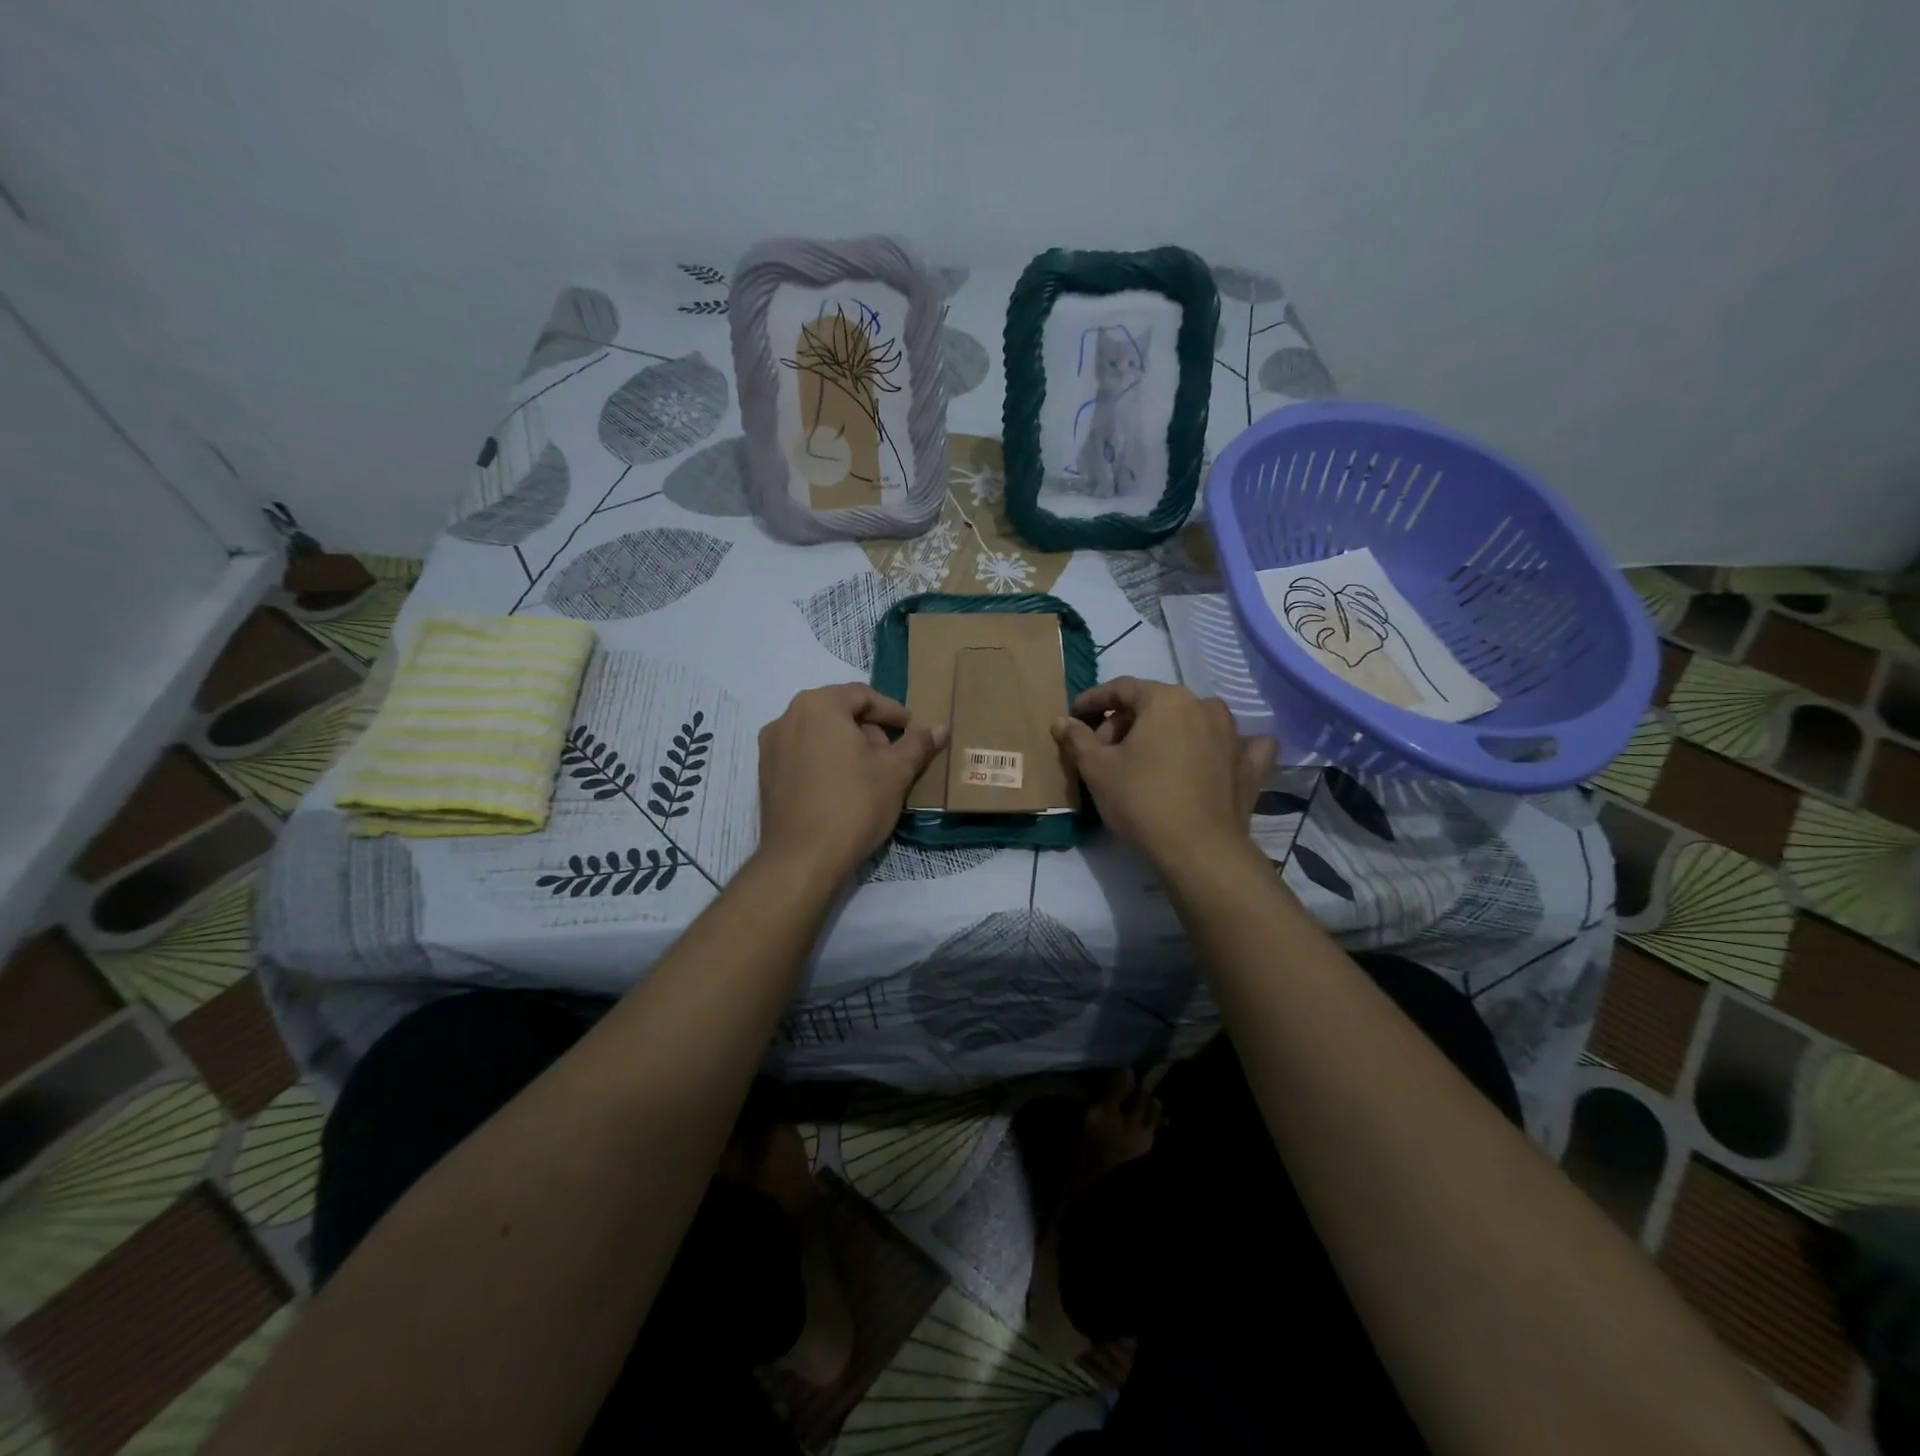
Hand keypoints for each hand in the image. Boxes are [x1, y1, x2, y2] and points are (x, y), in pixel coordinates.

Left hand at [756, 684, 946, 879]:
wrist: (802, 859)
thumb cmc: (853, 804)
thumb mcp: (895, 772)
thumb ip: (918, 744)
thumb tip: (941, 728)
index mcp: (817, 706)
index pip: (862, 695)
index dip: (891, 711)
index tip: (911, 729)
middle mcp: (787, 718)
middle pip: (837, 712)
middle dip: (869, 730)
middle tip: (893, 754)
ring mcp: (770, 747)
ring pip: (819, 734)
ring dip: (848, 746)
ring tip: (872, 773)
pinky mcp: (765, 775)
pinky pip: (802, 755)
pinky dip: (826, 761)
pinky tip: (844, 788)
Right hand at [1053, 678, 1275, 867]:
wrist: (1198, 849)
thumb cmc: (1141, 800)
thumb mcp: (1096, 769)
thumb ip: (1076, 738)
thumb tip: (1061, 720)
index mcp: (1166, 699)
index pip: (1122, 688)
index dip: (1094, 700)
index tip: (1076, 716)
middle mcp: (1204, 705)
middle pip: (1156, 704)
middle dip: (1126, 723)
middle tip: (1105, 752)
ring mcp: (1233, 734)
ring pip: (1193, 720)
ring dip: (1169, 732)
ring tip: (1148, 759)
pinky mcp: (1251, 764)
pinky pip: (1237, 745)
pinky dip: (1221, 747)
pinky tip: (1214, 757)